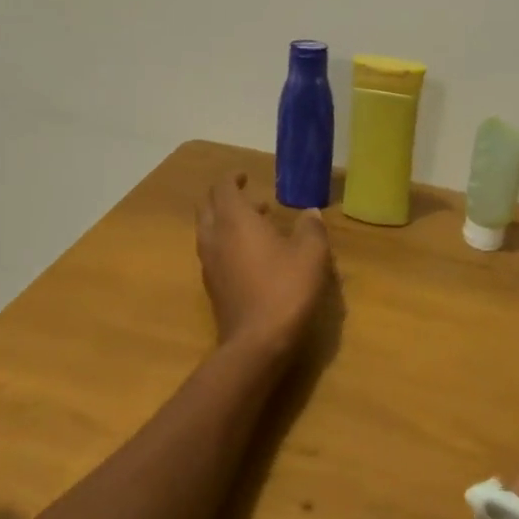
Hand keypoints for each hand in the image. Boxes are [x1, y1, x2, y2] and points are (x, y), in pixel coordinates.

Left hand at [195, 172, 330, 357]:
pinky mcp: (212, 286)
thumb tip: (310, 213)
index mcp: (234, 219)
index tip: (245, 175)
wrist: (257, 342)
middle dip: (225, 198)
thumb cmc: (285, 289)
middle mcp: (215, 236)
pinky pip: (214, 253)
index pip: (223, 187)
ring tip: (259, 225)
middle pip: (208, 207)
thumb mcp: (311, 255)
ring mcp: (209, 263)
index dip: (232, 178)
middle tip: (251, 198)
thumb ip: (310, 229)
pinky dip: (227, 244)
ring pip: (209, 231)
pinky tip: (252, 256)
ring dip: (227, 222)